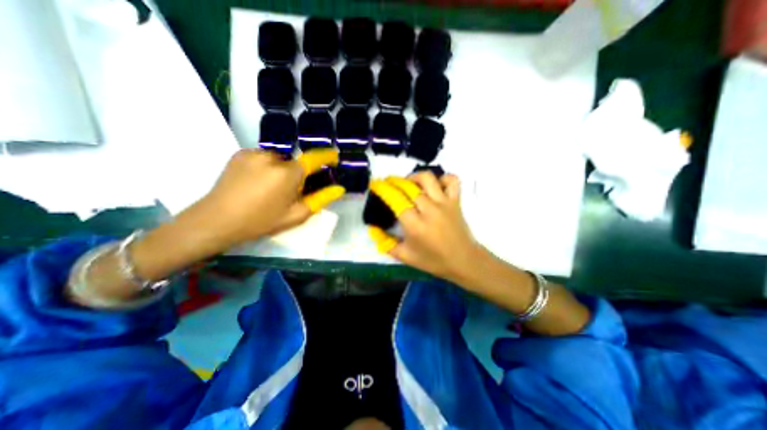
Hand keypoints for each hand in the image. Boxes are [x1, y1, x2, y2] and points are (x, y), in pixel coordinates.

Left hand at [194, 148, 346, 246]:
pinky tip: (256, 182)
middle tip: (290, 193)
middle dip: (298, 175)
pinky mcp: (240, 153)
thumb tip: (339, 188)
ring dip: (281, 171)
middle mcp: (272, 157)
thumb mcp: (296, 215)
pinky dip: (267, 167)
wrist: (216, 220)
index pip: (313, 158)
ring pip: (279, 160)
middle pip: (294, 163)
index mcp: (288, 173)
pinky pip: (263, 158)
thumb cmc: (261, 221)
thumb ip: (321, 199)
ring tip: (270, 189)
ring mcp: (254, 153)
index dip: (326, 156)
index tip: (334, 156)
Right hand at [368, 171, 480, 282]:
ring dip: (415, 177)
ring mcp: (444, 203)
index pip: (395, 200)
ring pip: (428, 179)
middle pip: (408, 186)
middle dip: (394, 181)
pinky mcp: (456, 201)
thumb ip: (385, 243)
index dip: (383, 189)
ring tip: (409, 183)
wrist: (464, 261)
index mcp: (415, 225)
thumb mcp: (405, 256)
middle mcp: (429, 210)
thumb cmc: (433, 260)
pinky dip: (443, 178)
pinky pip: (452, 181)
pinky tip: (435, 185)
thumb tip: (372, 229)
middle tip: (387, 183)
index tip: (375, 184)